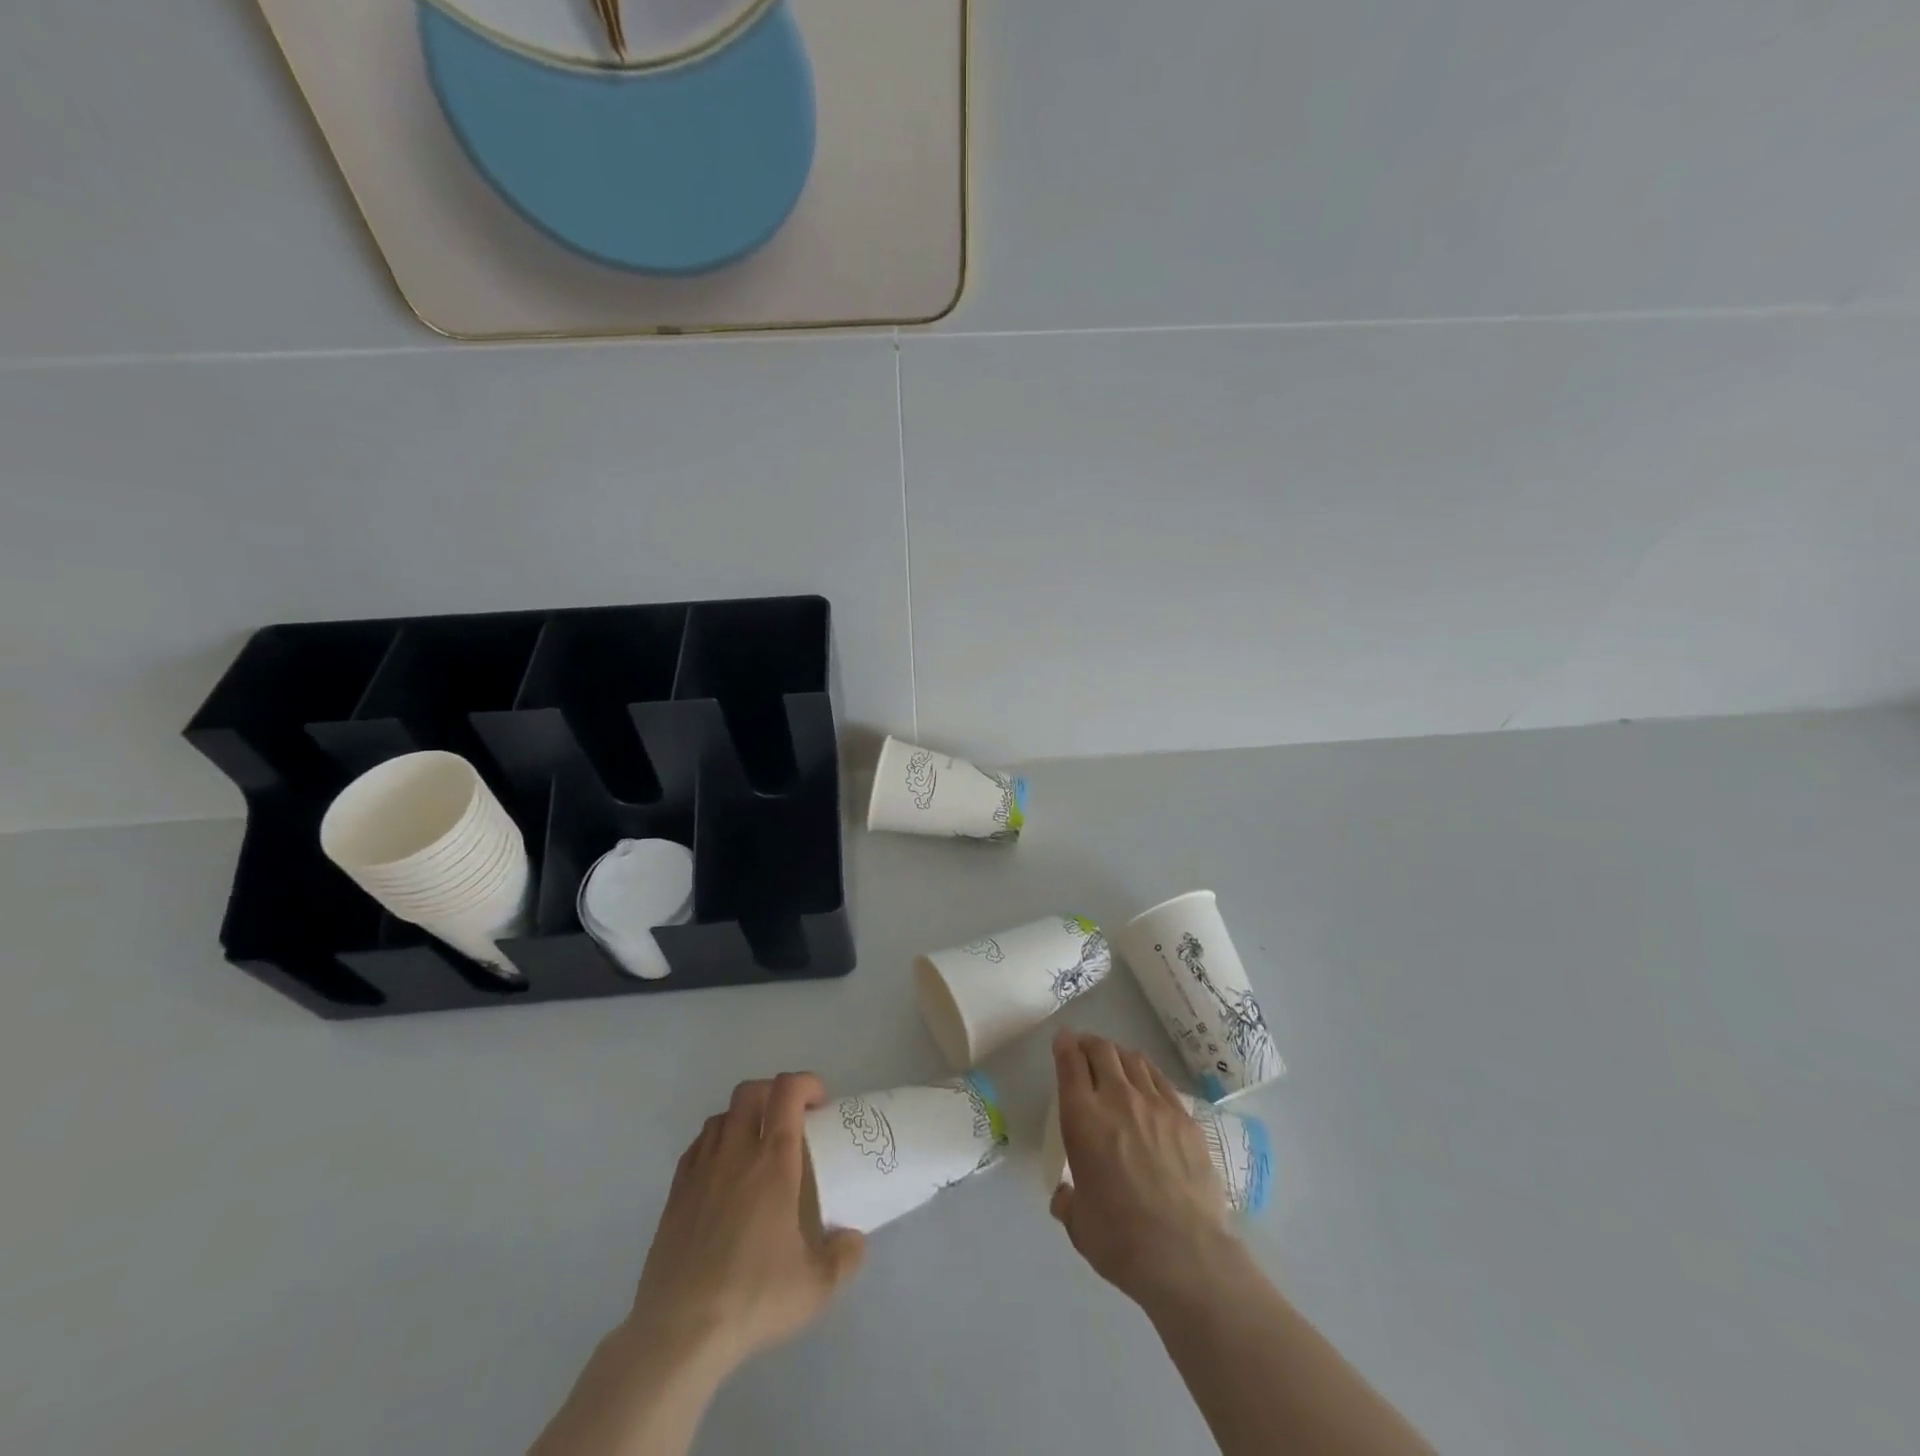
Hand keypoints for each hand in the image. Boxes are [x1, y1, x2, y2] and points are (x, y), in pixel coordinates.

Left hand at [627, 1072, 865, 1372]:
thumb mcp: (816, 1286)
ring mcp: (700, 1171)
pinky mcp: (675, 1195)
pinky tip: (723, 1173)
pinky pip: (697, 1147)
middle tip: (791, 1120)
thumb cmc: (753, 1297)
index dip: (806, 1084)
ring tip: (757, 1146)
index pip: (787, 1091)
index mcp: (773, 1162)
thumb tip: (854, 1240)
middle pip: (749, 1092)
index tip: (821, 1104)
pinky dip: (715, 1145)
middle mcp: (735, 1154)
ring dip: (743, 1118)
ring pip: (721, 1117)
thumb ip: (844, 1257)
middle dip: (774, 1093)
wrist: (680, 1332)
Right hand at [1050, 1031, 1239, 1310]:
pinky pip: (1161, 1080)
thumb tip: (1065, 1196)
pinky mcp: (1185, 1118)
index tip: (1062, 1040)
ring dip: (1118, 1054)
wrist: (1185, 1254)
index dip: (1064, 1046)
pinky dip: (1147, 1071)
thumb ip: (1068, 1202)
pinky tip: (1147, 1080)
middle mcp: (1117, 1099)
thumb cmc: (1120, 1240)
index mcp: (1082, 1118)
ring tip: (1115, 1061)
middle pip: (1101, 1051)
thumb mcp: (1079, 1224)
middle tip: (1085, 1049)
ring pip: (1133, 1059)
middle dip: (1089, 1044)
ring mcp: (1155, 1105)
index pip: (1070, 1064)